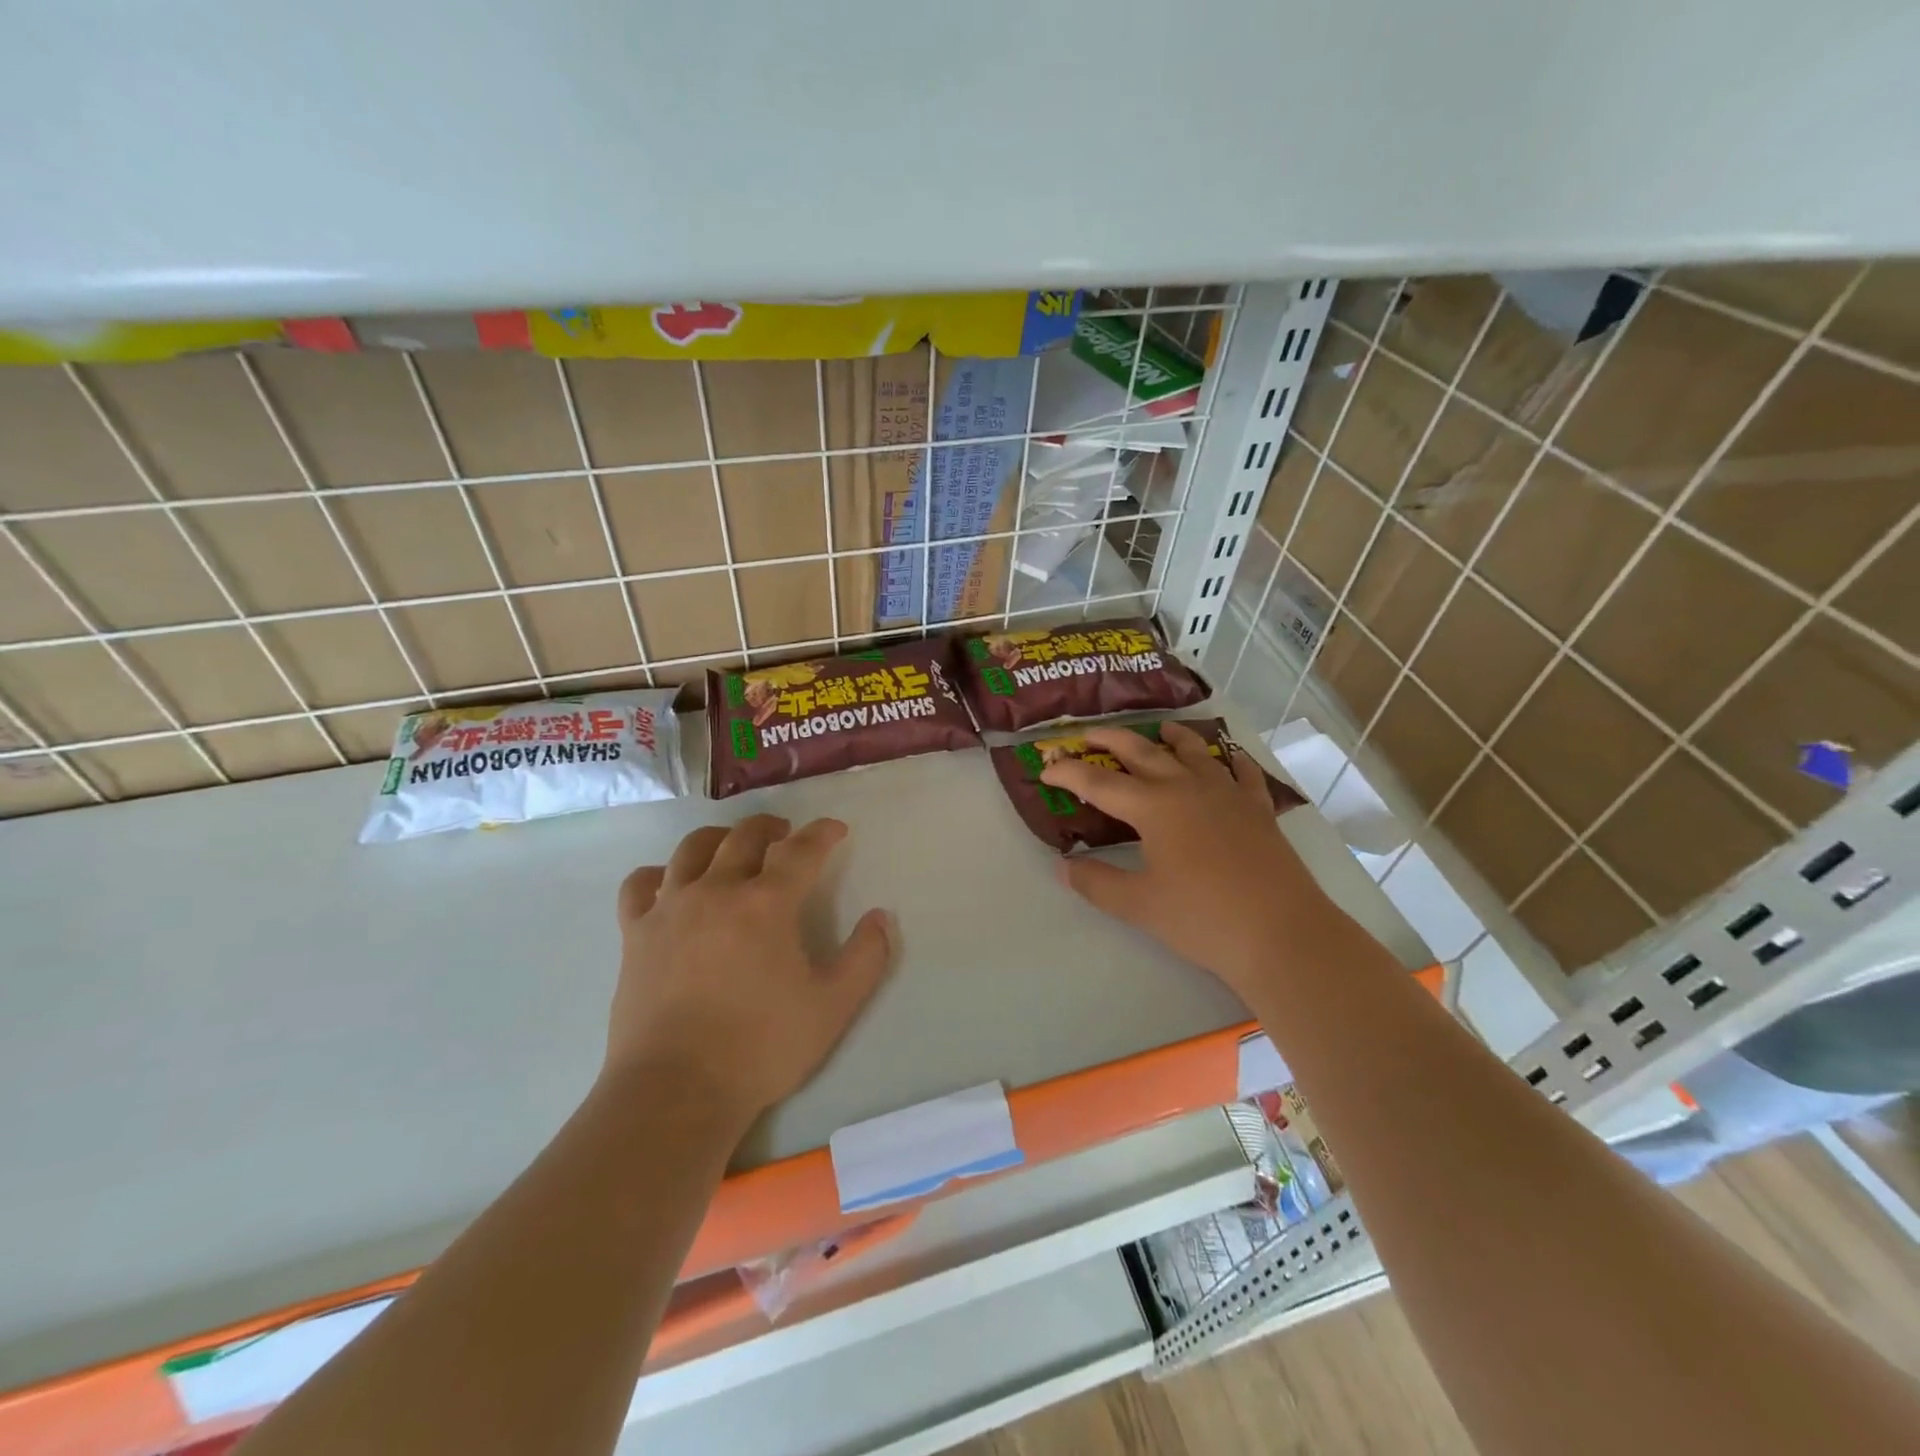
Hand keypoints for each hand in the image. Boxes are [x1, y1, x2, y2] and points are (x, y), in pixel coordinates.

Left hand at [605, 815, 894, 1123]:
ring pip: (692, 849)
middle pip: (744, 837)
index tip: (836, 829)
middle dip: (771, 827)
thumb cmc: (762, 1046)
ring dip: (719, 839)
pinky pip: (641, 884)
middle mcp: (717, 891)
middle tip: (786, 835)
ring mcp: (670, 909)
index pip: (801, 849)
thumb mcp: (833, 1006)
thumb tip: (882, 917)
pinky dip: (659, 874)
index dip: (822, 833)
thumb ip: (866, 957)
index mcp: (766, 903)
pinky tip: (671, 884)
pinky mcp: (636, 934)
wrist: (676, 1090)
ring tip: (731, 847)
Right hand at [1040, 722, 1335, 1000]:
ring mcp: (1226, 794)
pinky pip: (1241, 773)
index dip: (1068, 773)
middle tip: (1088, 735)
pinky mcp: (1258, 809)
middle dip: (1111, 740)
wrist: (1280, 932)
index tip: (1046, 769)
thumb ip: (1096, 882)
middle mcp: (1187, 788)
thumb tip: (1064, 866)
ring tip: (1160, 728)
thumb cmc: (1202, 918)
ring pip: (1194, 752)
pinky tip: (1228, 757)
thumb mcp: (1138, 905)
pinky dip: (1231, 759)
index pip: (1099, 782)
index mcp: (1153, 807)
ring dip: (1171, 738)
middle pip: (1142, 751)